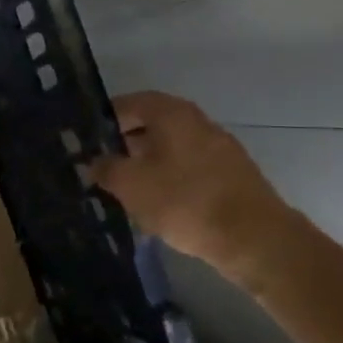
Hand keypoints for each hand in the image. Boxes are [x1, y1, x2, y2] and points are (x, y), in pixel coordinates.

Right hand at [90, 92, 298, 281]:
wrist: (255, 239)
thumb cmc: (185, 201)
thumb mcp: (130, 184)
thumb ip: (105, 168)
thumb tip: (94, 162)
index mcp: (172, 113)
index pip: (130, 102)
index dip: (105, 119)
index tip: (87, 139)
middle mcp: (198, 122)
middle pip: (153, 124)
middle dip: (126, 143)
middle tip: (103, 165)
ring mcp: (220, 148)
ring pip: (172, 147)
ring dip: (149, 162)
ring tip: (127, 188)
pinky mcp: (233, 175)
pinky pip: (191, 167)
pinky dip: (171, 178)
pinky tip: (159, 203)